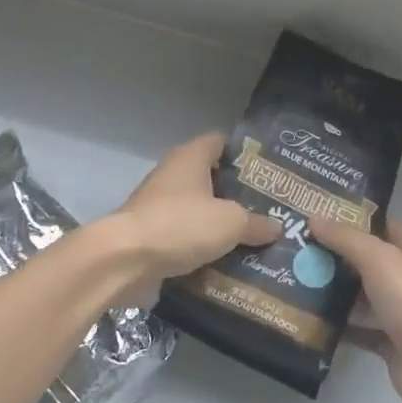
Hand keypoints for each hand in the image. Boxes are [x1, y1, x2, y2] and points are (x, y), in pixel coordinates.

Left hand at [106, 133, 280, 300]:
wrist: (125, 261)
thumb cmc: (181, 225)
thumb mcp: (230, 223)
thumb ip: (256, 223)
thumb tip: (276, 228)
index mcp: (191, 158)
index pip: (222, 142)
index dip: (246, 152)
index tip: (271, 169)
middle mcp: (174, 176)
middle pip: (213, 178)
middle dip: (240, 193)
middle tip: (272, 207)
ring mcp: (160, 207)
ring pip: (201, 211)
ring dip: (223, 223)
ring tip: (257, 236)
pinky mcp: (154, 236)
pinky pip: (187, 238)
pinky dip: (205, 247)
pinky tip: (231, 260)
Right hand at [308, 216, 401, 402]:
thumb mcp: (378, 258)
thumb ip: (346, 238)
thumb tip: (314, 217)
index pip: (379, 224)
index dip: (350, 217)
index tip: (314, 213)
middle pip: (364, 260)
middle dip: (332, 254)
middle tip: (293, 247)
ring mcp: (397, 311)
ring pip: (358, 295)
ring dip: (331, 290)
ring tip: (291, 279)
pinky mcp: (388, 341)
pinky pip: (357, 328)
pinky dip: (336, 326)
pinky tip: (307, 318)